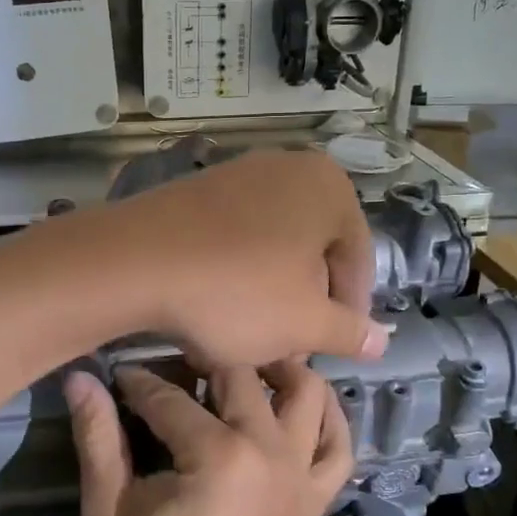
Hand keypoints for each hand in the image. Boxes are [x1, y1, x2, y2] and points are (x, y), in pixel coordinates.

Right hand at [68, 362, 353, 515]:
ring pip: (306, 391)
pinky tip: (296, 405)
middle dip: (200, 360)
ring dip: (276, 369)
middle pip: (240, 374)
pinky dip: (326, 414)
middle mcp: (270, 450)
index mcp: (217, 455)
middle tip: (167, 367)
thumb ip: (99, 442)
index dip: (135, 382)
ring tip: (237, 368)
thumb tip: (80, 377)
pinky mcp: (315, 498)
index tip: (113, 375)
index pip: (169, 396)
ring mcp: (301, 473)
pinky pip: (338, 441)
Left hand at [82, 150, 384, 365]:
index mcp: (328, 186)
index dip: (350, 312)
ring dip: (271, 292)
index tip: (333, 348)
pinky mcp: (195, 191)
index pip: (358, 259)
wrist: (133, 262)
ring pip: (273, 246)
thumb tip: (383, 340)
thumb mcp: (305, 324)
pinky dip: (236, 272)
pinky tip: (217, 306)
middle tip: (293, 346)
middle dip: (307, 302)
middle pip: (314, 250)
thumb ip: (351, 331)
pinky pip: (234, 237)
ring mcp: (236, 173)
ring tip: (253, 334)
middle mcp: (287, 167)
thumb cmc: (236, 291)